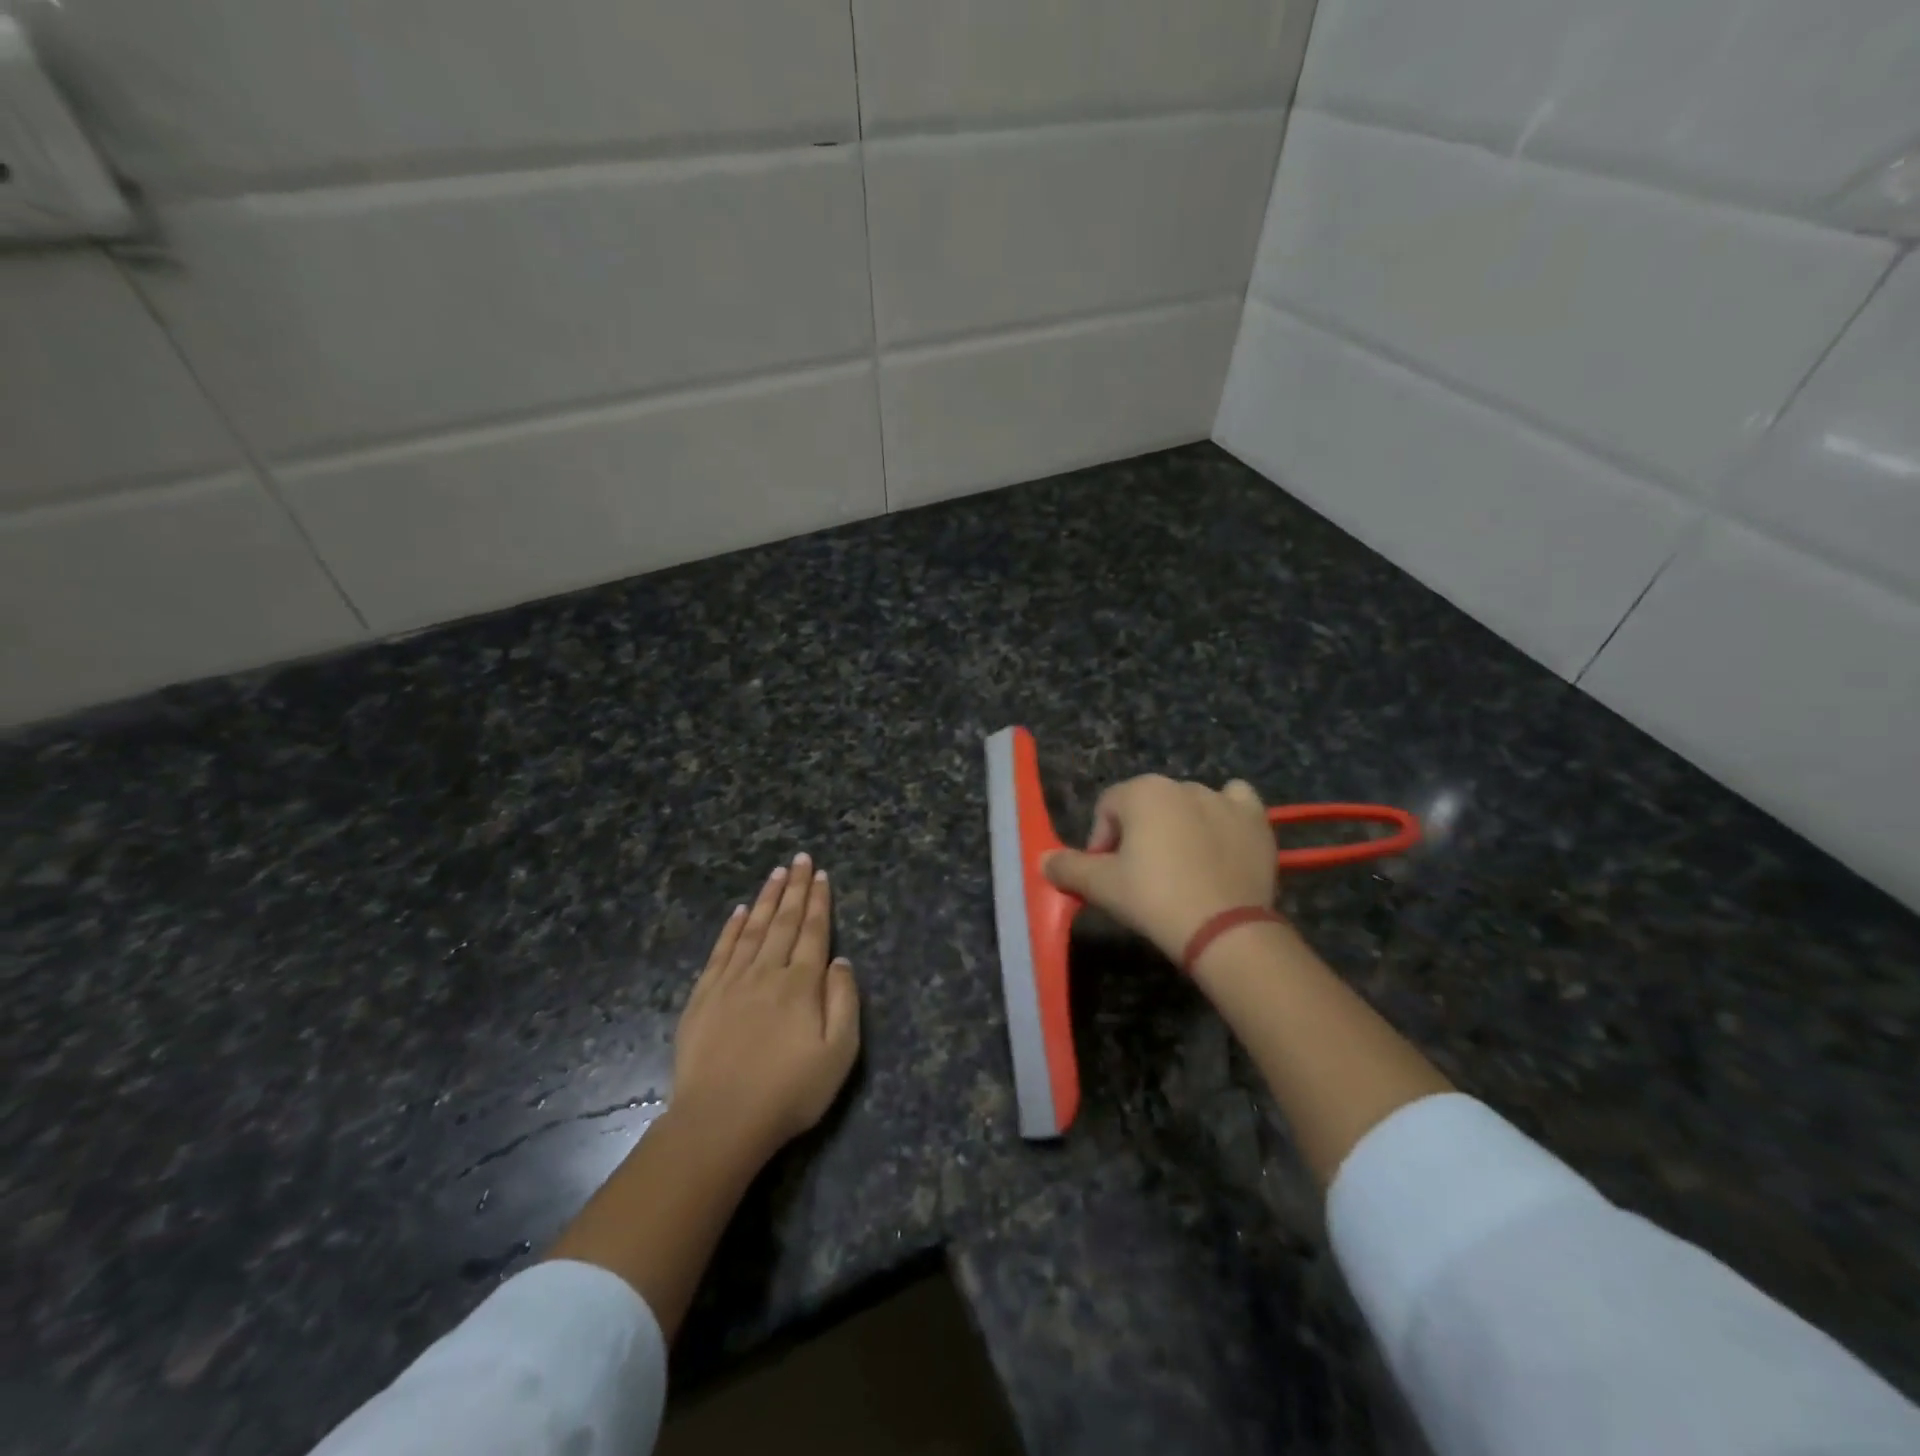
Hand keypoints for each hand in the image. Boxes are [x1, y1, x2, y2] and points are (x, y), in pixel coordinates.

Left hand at [671, 853, 860, 1162]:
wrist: (719, 1121)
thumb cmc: (789, 1092)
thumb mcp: (838, 1054)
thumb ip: (844, 1002)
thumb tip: (841, 961)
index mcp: (801, 984)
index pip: (814, 932)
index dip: (819, 901)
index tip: (821, 874)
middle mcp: (767, 972)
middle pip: (784, 921)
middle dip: (795, 888)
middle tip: (800, 859)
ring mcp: (731, 982)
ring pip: (753, 929)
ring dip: (767, 898)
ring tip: (776, 873)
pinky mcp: (703, 997)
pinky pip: (721, 951)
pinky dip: (732, 928)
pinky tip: (740, 912)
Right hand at [1043, 776, 1276, 961]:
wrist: (1225, 930)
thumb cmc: (1154, 898)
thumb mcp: (1101, 886)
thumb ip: (1068, 867)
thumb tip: (1043, 859)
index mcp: (1143, 791)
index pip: (1107, 810)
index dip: (1101, 843)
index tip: (1107, 877)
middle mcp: (1182, 784)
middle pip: (1147, 807)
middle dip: (1139, 835)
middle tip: (1142, 877)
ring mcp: (1223, 800)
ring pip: (1188, 805)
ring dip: (1179, 827)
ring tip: (1182, 869)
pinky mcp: (1255, 820)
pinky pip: (1235, 803)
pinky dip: (1225, 814)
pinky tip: (1220, 838)